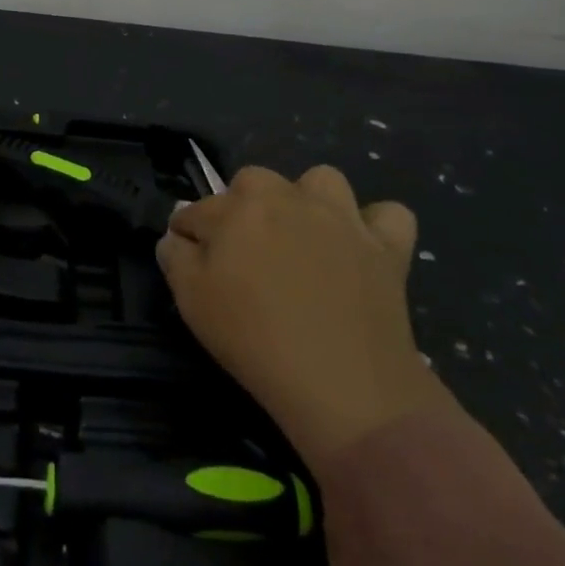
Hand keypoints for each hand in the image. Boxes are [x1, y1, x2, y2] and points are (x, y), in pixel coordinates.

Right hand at [158, 164, 450, 460]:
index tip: (188, 257)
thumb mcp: (192, 303)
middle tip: (244, 252)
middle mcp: (287, 198)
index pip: (196, 209)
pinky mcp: (386, 246)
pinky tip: (363, 246)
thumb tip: (175, 237)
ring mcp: (341, 217)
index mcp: (236, 209)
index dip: (188, 233)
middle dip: (241, 206)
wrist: (343, 385)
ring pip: (320, 180)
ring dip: (307, 200)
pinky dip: (375, 225)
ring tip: (303, 236)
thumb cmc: (255, 342)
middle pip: (253, 182)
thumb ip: (176, 259)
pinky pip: (389, 214)